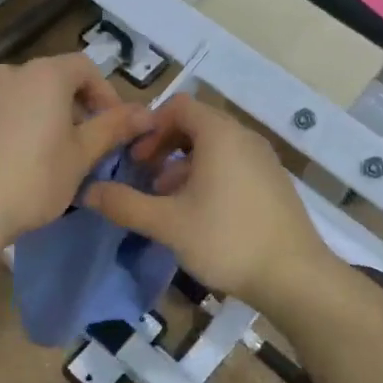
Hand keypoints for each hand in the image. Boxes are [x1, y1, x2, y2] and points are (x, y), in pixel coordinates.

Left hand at [0, 53, 155, 253]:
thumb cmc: (33, 180)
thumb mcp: (82, 156)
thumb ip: (114, 128)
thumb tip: (147, 112)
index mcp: (44, 75)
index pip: (85, 67)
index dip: (105, 94)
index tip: (111, 128)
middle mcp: (9, 73)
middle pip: (52, 80)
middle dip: (73, 107)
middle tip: (82, 146)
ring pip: (22, 96)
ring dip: (41, 116)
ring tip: (46, 155)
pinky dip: (11, 126)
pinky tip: (11, 161)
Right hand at [81, 94, 338, 308]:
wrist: (295, 276)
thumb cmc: (227, 240)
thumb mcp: (167, 223)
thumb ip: (125, 204)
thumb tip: (87, 192)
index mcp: (220, 134)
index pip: (179, 106)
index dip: (150, 125)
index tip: (132, 156)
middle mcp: (244, 138)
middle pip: (196, 125)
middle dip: (164, 146)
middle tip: (143, 175)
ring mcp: (264, 160)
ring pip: (215, 147)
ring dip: (184, 164)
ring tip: (165, 198)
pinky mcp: (273, 183)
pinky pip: (233, 165)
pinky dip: (208, 176)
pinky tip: (198, 213)